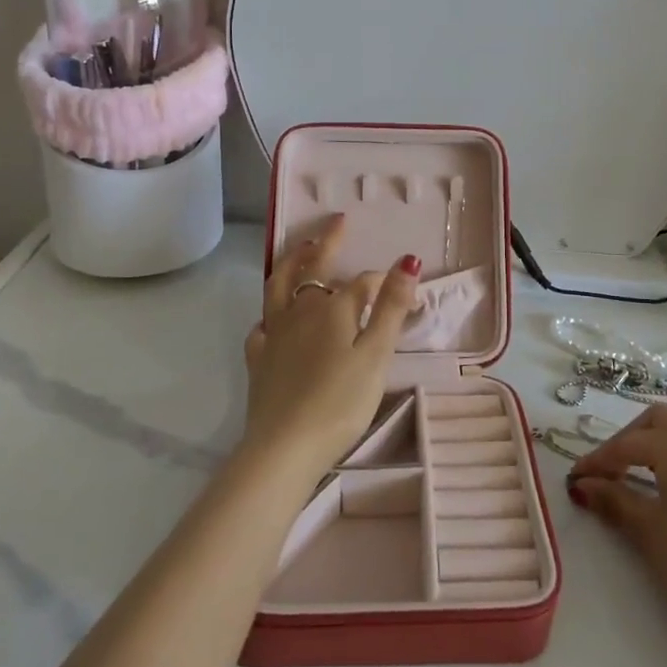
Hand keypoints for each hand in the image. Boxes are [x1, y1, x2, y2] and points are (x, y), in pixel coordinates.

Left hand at [241, 214, 421, 474]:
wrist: (285, 446)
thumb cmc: (340, 401)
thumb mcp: (376, 355)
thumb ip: (390, 307)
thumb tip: (408, 260)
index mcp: (333, 309)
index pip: (362, 284)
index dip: (383, 282)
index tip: (403, 290)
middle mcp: (300, 311)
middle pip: (312, 268)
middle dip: (326, 242)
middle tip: (337, 221)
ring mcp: (274, 334)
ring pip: (279, 286)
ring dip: (291, 263)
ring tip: (300, 249)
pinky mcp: (258, 360)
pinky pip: (262, 325)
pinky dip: (270, 313)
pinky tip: (273, 319)